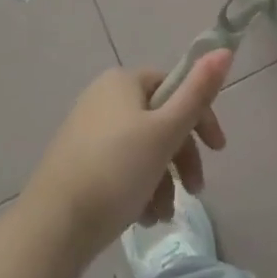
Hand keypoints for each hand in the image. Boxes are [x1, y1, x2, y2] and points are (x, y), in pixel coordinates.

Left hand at [23, 51, 231, 258]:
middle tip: (195, 190)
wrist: (51, 229)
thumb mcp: (165, 131)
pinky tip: (144, 218)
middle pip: (160, 120)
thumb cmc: (116, 171)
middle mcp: (103, 98)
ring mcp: (87, 132)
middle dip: (182, 157)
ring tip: (164, 215)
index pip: (175, 86)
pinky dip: (139, 189)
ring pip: (143, 149)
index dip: (200, 116)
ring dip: (163, 180)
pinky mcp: (77, 165)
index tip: (217, 151)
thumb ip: (198, 92)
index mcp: (123, 82)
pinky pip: (121, 168)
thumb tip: (225, 49)